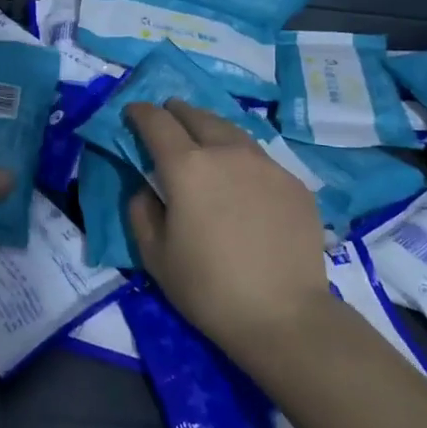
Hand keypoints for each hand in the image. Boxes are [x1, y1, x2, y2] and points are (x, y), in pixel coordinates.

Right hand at [126, 100, 330, 363]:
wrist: (284, 316)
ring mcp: (266, 164)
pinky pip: (260, 159)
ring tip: (203, 140)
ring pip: (232, 131)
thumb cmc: (208, 288)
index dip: (140, 113)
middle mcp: (227, 152)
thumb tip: (147, 188)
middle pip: (197, 116)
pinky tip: (241, 180)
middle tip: (167, 118)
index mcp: (187, 167)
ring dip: (210, 129)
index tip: (132, 113)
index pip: (157, 122)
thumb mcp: (155, 255)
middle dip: (176, 112)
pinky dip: (241, 158)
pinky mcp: (294, 183)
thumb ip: (142, 211)